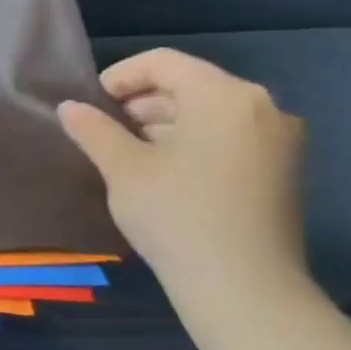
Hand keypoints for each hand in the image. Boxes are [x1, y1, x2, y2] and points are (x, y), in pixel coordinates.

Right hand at [58, 49, 308, 298]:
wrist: (243, 287)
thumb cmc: (177, 214)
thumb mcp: (122, 168)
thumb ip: (94, 129)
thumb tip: (70, 107)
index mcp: (225, 96)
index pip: (164, 62)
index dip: (121, 75)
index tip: (91, 104)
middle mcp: (262, 108)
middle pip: (190, 84)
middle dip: (142, 100)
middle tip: (105, 129)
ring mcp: (278, 140)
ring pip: (209, 112)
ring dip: (164, 122)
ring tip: (128, 152)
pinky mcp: (281, 170)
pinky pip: (229, 136)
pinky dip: (192, 141)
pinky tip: (164, 171)